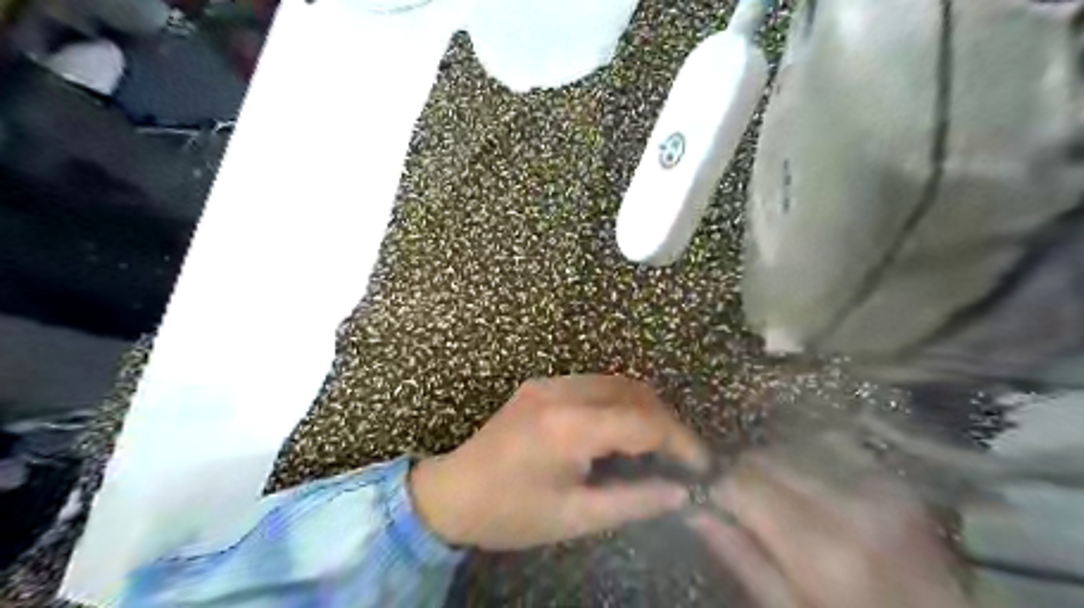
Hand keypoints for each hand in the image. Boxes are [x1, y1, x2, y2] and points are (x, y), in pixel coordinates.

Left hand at [412, 374, 708, 550]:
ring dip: (643, 409)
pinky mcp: (541, 383)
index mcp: (568, 427)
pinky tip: (619, 432)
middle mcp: (561, 392)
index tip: (700, 465)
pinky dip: (618, 403)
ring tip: (655, 446)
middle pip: (634, 392)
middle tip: (679, 456)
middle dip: (665, 421)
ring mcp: (548, 382)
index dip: (679, 441)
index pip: (643, 422)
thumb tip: (680, 491)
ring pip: (616, 382)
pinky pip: (594, 385)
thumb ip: (633, 502)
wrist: (451, 492)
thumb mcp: (574, 518)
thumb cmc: (510, 514)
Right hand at [684, 452, 974, 607]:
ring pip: (788, 447)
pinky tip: (808, 485)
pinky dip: (803, 459)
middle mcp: (849, 504)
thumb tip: (693, 508)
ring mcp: (876, 484)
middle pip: (763, 458)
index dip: (717, 486)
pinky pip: (825, 445)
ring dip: (771, 468)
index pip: (741, 483)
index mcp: (822, 549)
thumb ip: (740, 555)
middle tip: (744, 505)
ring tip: (779, 500)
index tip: (711, 499)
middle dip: (742, 475)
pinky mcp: (890, 476)